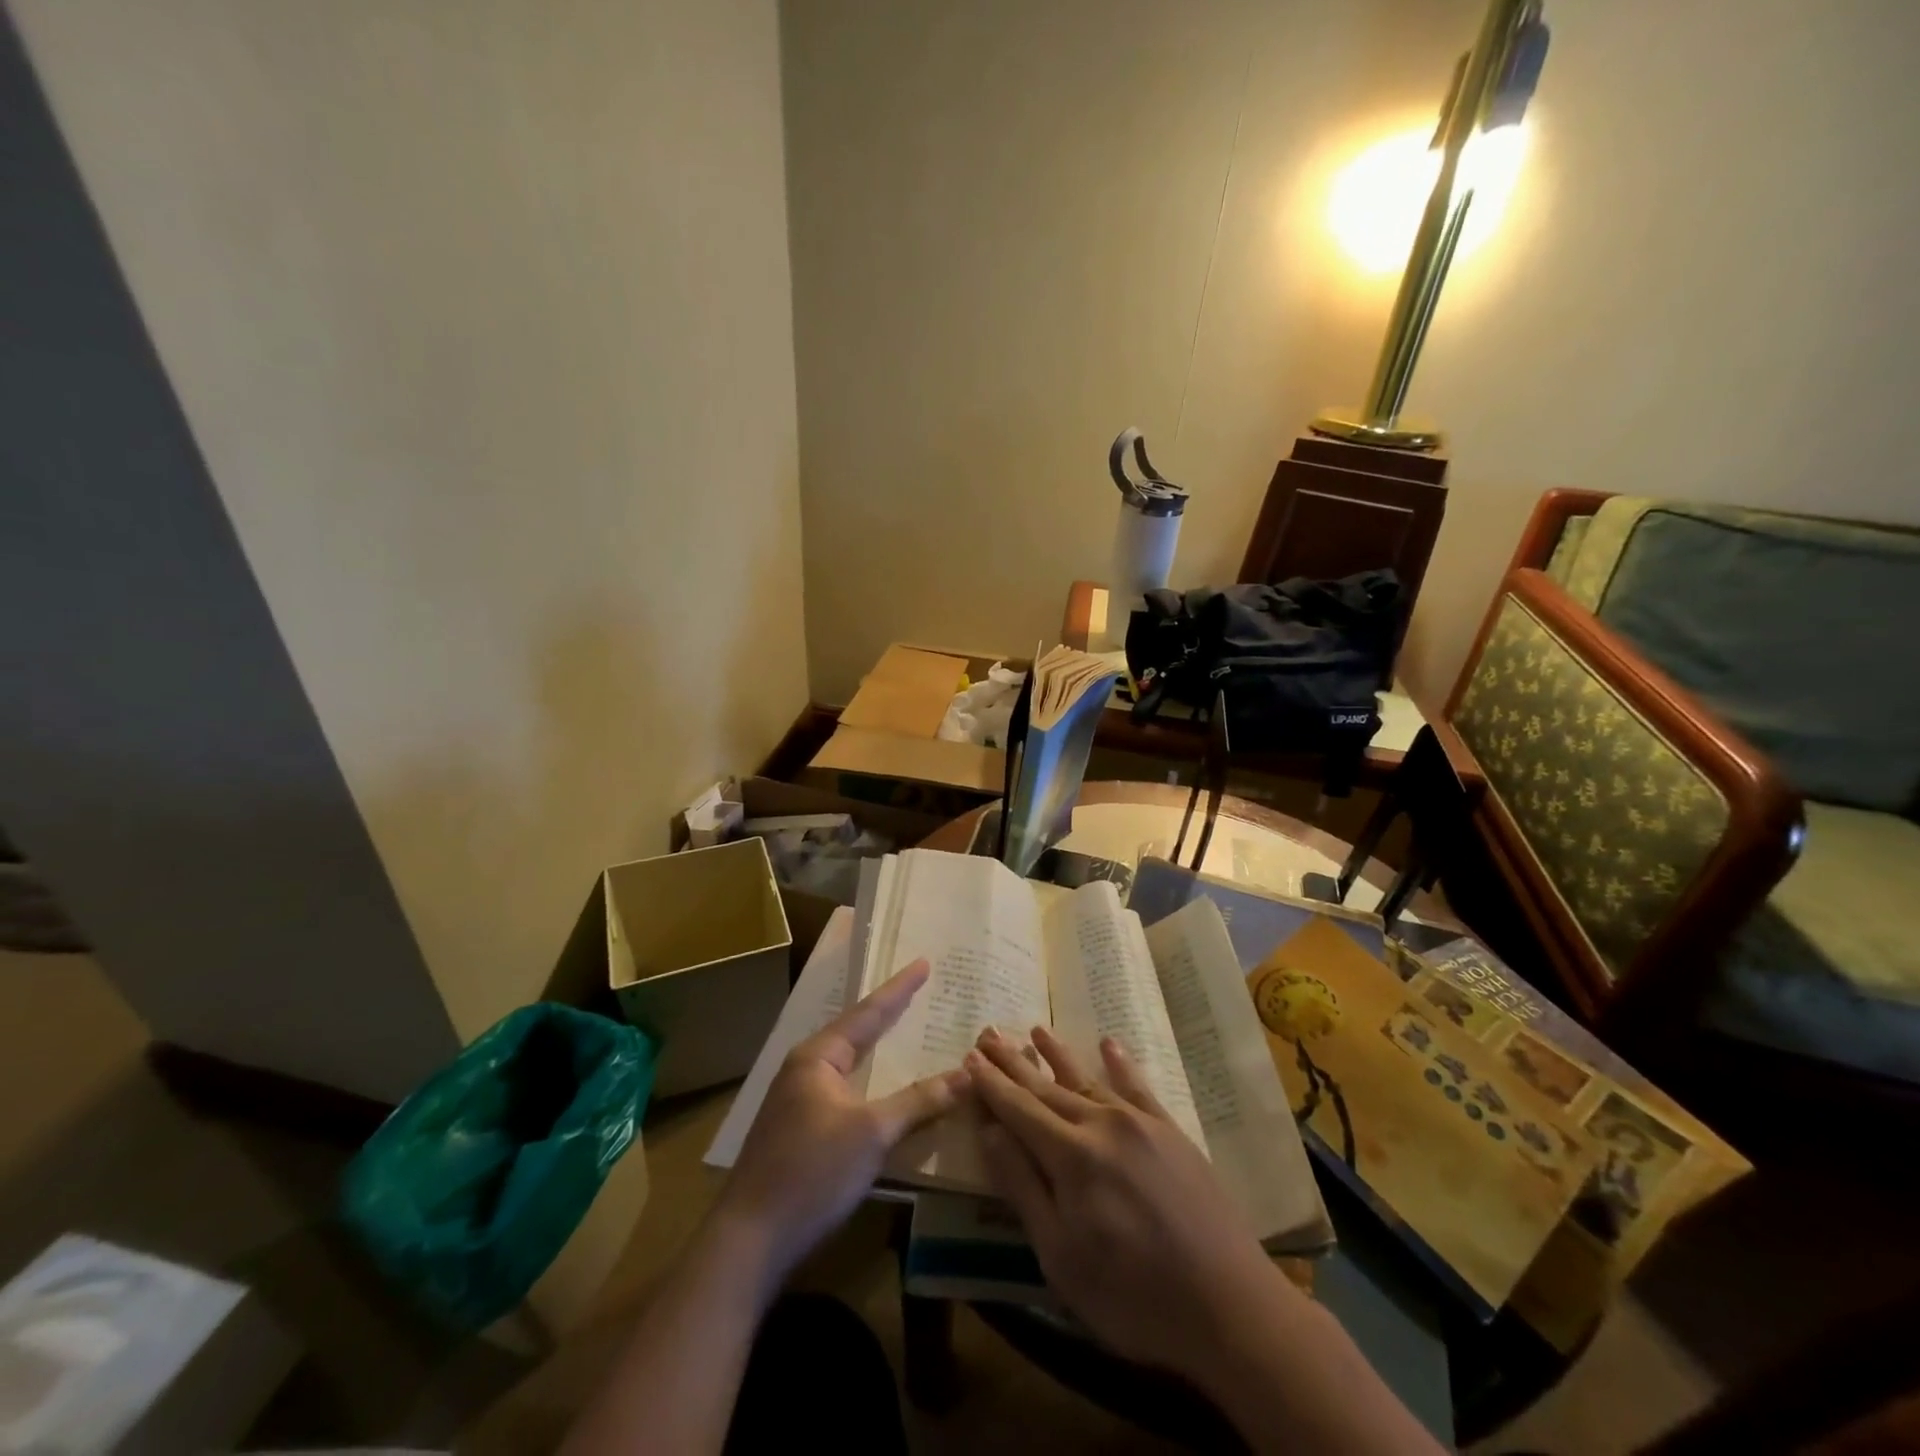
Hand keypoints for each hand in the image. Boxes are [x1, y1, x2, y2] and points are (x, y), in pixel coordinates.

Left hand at [719, 960, 965, 1280]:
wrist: (749, 1241)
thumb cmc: (811, 1174)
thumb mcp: (872, 1133)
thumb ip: (919, 1101)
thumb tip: (966, 1074)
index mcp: (817, 1056)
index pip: (868, 1012)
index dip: (899, 988)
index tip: (923, 962)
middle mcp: (803, 1069)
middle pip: (854, 1032)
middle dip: (887, 1014)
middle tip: (918, 992)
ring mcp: (796, 1101)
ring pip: (848, 1064)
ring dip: (877, 1050)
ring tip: (905, 1032)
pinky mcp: (797, 1131)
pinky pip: (843, 1090)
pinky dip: (868, 1082)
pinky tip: (882, 1090)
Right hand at [966, 1025, 1288, 1381]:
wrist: (1230, 1305)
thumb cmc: (1133, 1295)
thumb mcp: (1061, 1257)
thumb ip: (1024, 1187)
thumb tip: (989, 1131)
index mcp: (1071, 1156)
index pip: (1019, 1109)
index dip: (992, 1084)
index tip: (969, 1056)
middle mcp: (1102, 1125)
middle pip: (1048, 1087)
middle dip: (1015, 1062)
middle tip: (990, 1032)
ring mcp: (1141, 1124)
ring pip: (1087, 1079)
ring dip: (1058, 1054)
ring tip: (1035, 1029)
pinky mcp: (1171, 1132)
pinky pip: (1138, 1087)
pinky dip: (1119, 1063)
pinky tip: (1108, 1044)